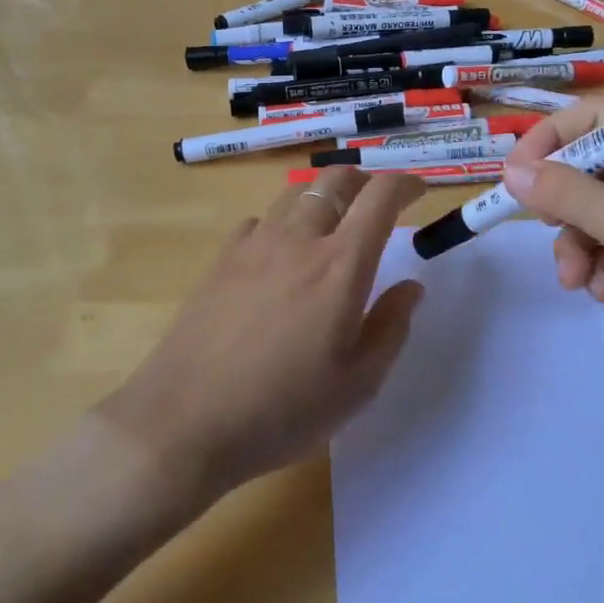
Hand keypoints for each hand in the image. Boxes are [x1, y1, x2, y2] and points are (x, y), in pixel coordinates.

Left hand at [104, 168, 424, 507]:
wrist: (184, 423)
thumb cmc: (283, 409)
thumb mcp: (358, 384)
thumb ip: (391, 327)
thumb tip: (412, 287)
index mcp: (341, 265)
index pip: (380, 197)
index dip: (405, 184)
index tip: (418, 194)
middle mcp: (299, 240)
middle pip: (335, 179)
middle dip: (365, 180)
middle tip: (378, 203)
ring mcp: (254, 246)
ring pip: (295, 193)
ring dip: (323, 195)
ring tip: (333, 222)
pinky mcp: (221, 260)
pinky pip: (259, 221)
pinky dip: (281, 223)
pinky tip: (279, 254)